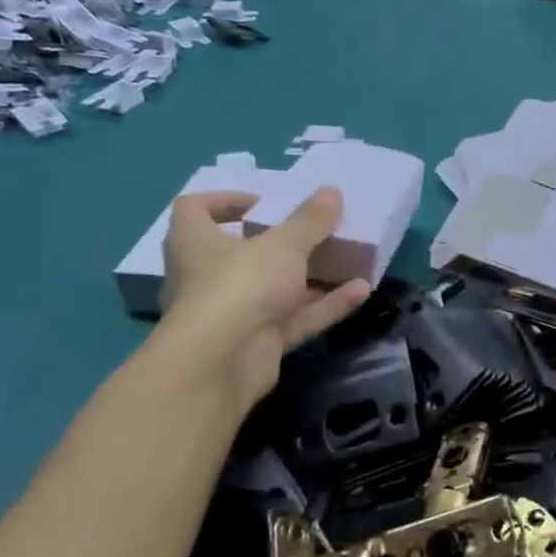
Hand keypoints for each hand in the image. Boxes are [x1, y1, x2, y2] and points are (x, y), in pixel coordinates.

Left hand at [152, 189, 369, 411]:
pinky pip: (294, 318)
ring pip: (273, 289)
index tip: (263, 203)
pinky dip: (324, 305)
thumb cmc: (240, 285)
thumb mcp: (284, 244)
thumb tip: (332, 192)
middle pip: (240, 252)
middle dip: (279, 243)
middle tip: (312, 232)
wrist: (221, 364)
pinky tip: (361, 291)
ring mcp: (232, 313)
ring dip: (310, 276)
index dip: (224, 201)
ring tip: (347, 260)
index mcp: (195, 242)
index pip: (194, 209)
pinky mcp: (257, 343)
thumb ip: (310, 220)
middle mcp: (207, 276)